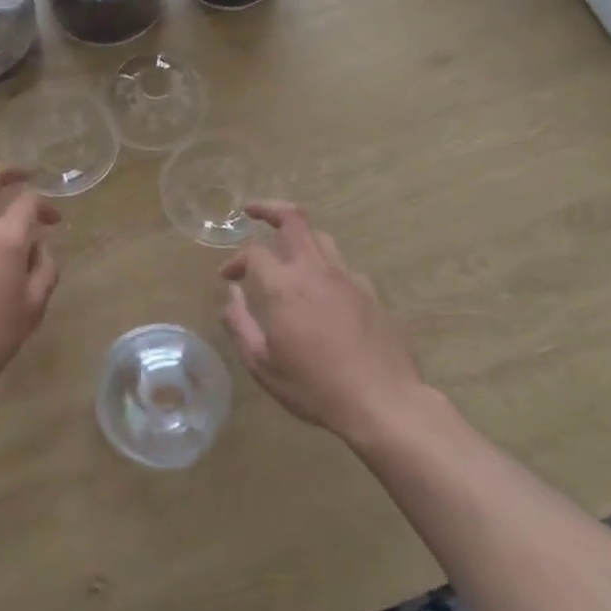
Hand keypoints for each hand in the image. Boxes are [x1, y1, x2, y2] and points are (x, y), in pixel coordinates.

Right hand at [220, 202, 424, 441]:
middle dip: (269, 209)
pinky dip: (325, 268)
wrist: (382, 402)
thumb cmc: (314, 386)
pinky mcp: (371, 293)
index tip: (228, 277)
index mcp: (285, 286)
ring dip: (299, 236)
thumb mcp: (262, 364)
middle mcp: (316, 271)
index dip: (236, 260)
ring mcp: (348, 279)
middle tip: (253, 211)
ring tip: (287, 249)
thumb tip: (230, 294)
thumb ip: (240, 323)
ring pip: (321, 238)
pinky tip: (322, 292)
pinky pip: (343, 268)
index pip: (254, 252)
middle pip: (294, 220)